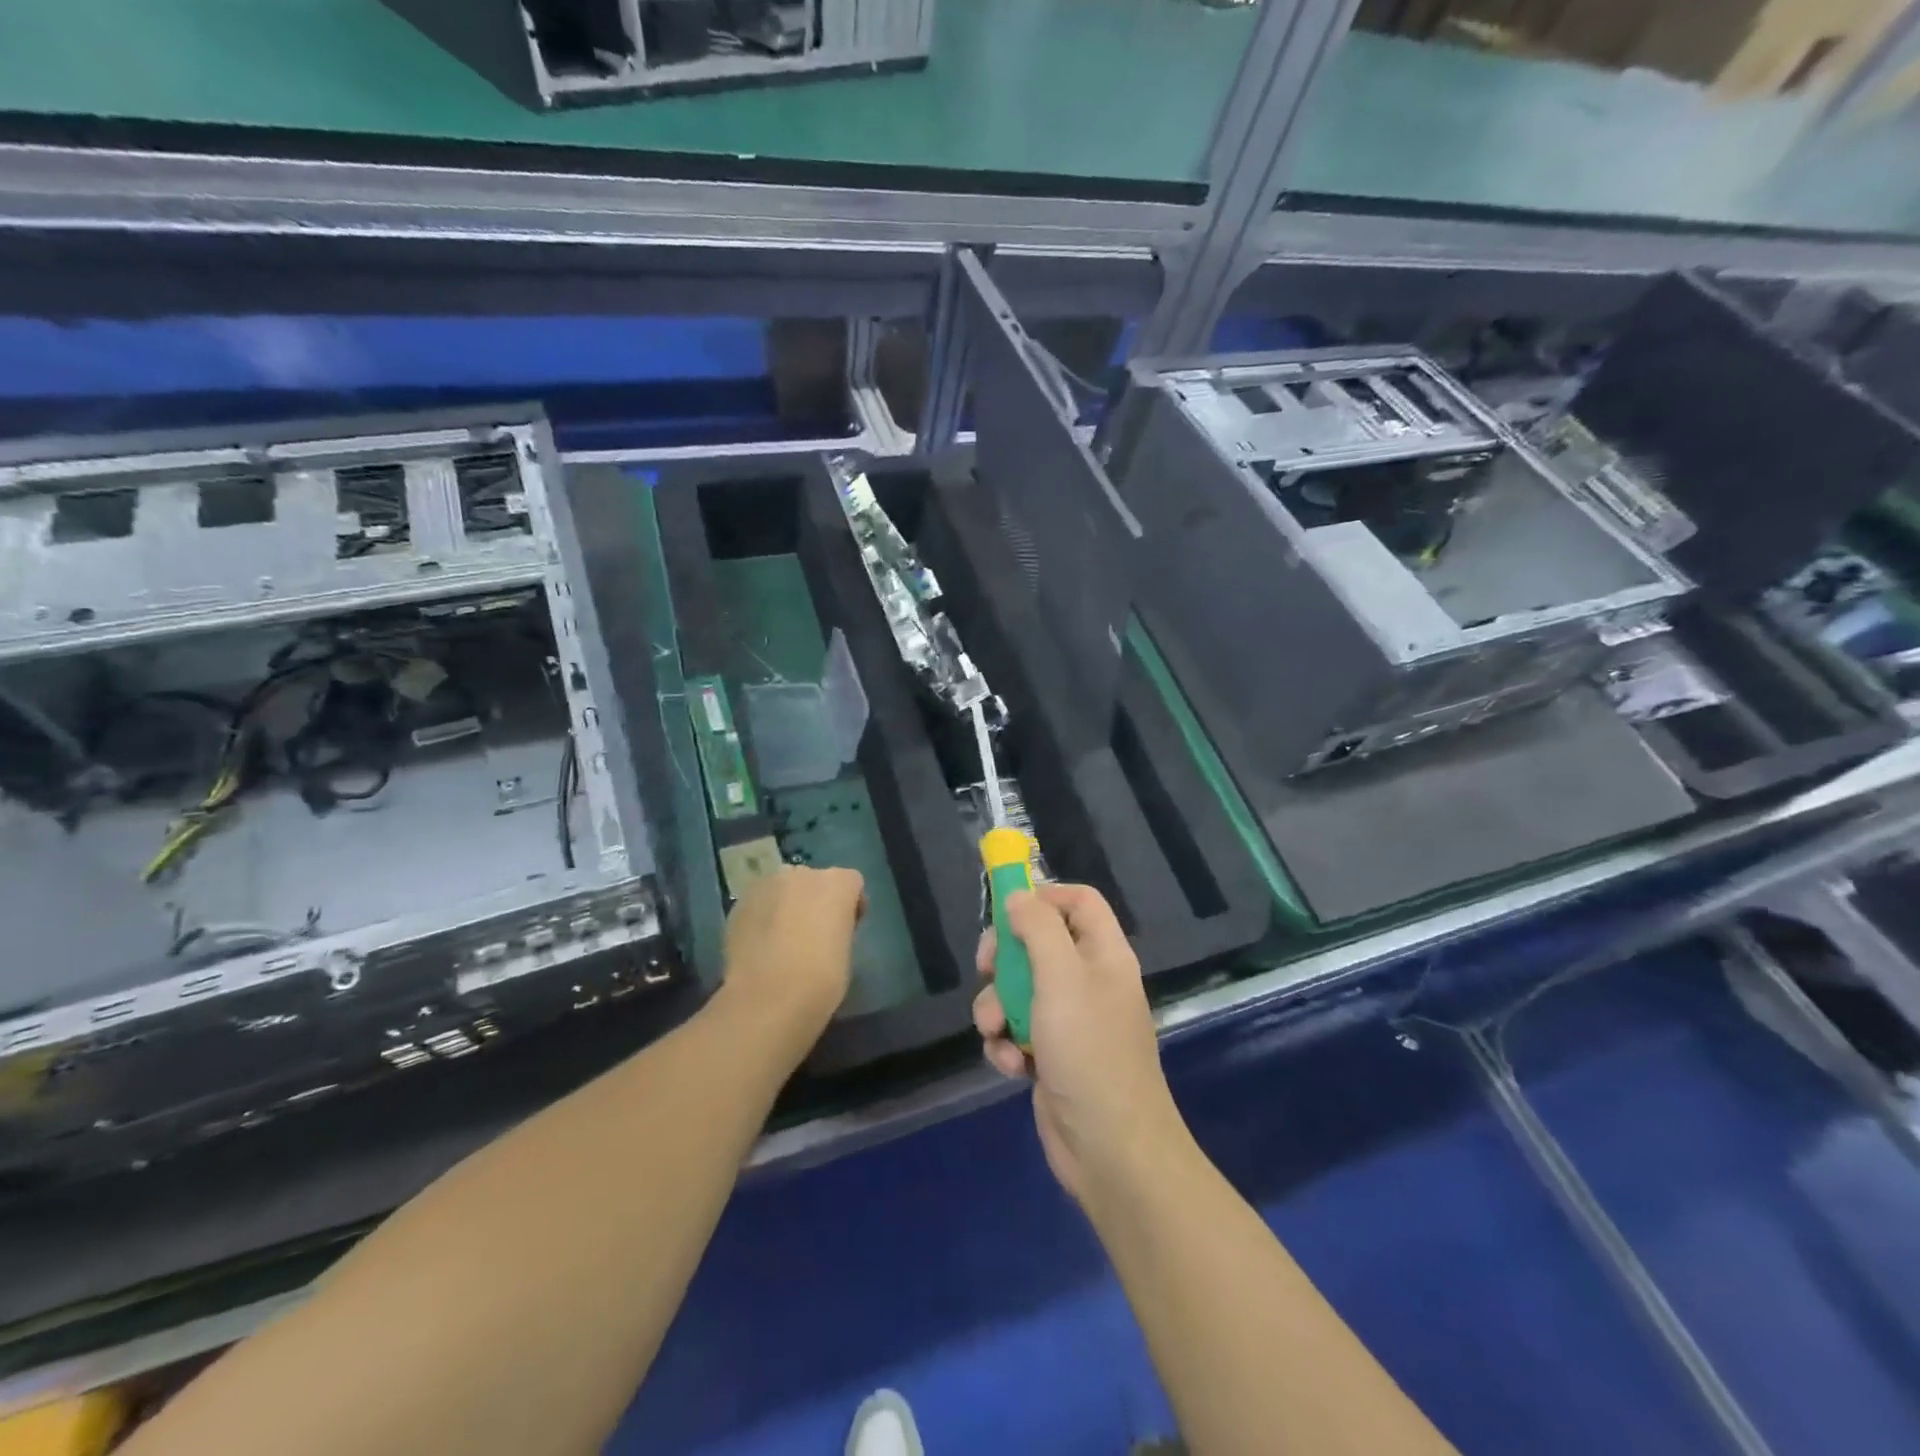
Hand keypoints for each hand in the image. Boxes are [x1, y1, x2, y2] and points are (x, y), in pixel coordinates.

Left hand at [719, 866, 864, 1039]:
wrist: (768, 998)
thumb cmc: (822, 978)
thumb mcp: (846, 951)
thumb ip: (838, 928)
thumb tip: (825, 931)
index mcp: (837, 883)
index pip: (851, 882)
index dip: (850, 904)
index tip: (847, 929)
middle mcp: (802, 874)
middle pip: (814, 880)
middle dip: (815, 900)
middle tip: (813, 933)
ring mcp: (766, 885)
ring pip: (782, 889)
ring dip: (786, 906)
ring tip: (782, 940)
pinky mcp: (739, 904)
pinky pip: (758, 905)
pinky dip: (762, 918)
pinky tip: (760, 947)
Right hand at [972, 883, 1190, 1204]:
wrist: (1110, 1150)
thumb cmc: (1089, 1051)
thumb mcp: (1061, 978)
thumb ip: (1038, 929)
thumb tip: (1018, 896)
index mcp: (1103, 954)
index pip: (1078, 901)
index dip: (1043, 896)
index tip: (1006, 909)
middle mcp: (1088, 981)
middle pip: (1038, 943)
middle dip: (1006, 957)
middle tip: (986, 968)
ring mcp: (1069, 1020)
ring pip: (1018, 989)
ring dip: (997, 1007)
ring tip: (995, 1031)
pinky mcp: (1050, 1055)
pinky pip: (1016, 1030)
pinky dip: (1005, 1043)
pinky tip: (1008, 1065)